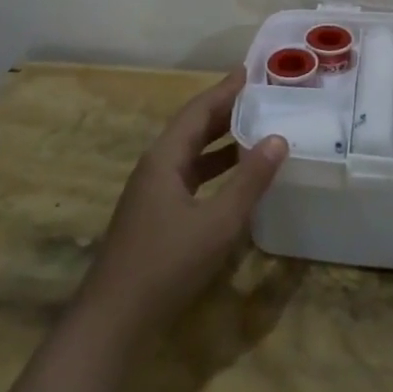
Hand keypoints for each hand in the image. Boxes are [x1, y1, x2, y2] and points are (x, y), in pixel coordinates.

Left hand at [77, 70, 287, 337]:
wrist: (114, 320)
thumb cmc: (167, 264)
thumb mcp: (218, 222)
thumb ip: (249, 181)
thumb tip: (278, 138)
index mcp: (164, 159)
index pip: (198, 111)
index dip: (224, 90)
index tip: (249, 71)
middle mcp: (155, 167)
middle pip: (192, 128)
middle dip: (224, 110)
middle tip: (259, 96)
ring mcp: (151, 193)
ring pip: (190, 154)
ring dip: (220, 141)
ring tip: (254, 129)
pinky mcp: (154, 216)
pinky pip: (189, 177)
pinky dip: (213, 168)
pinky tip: (234, 178)